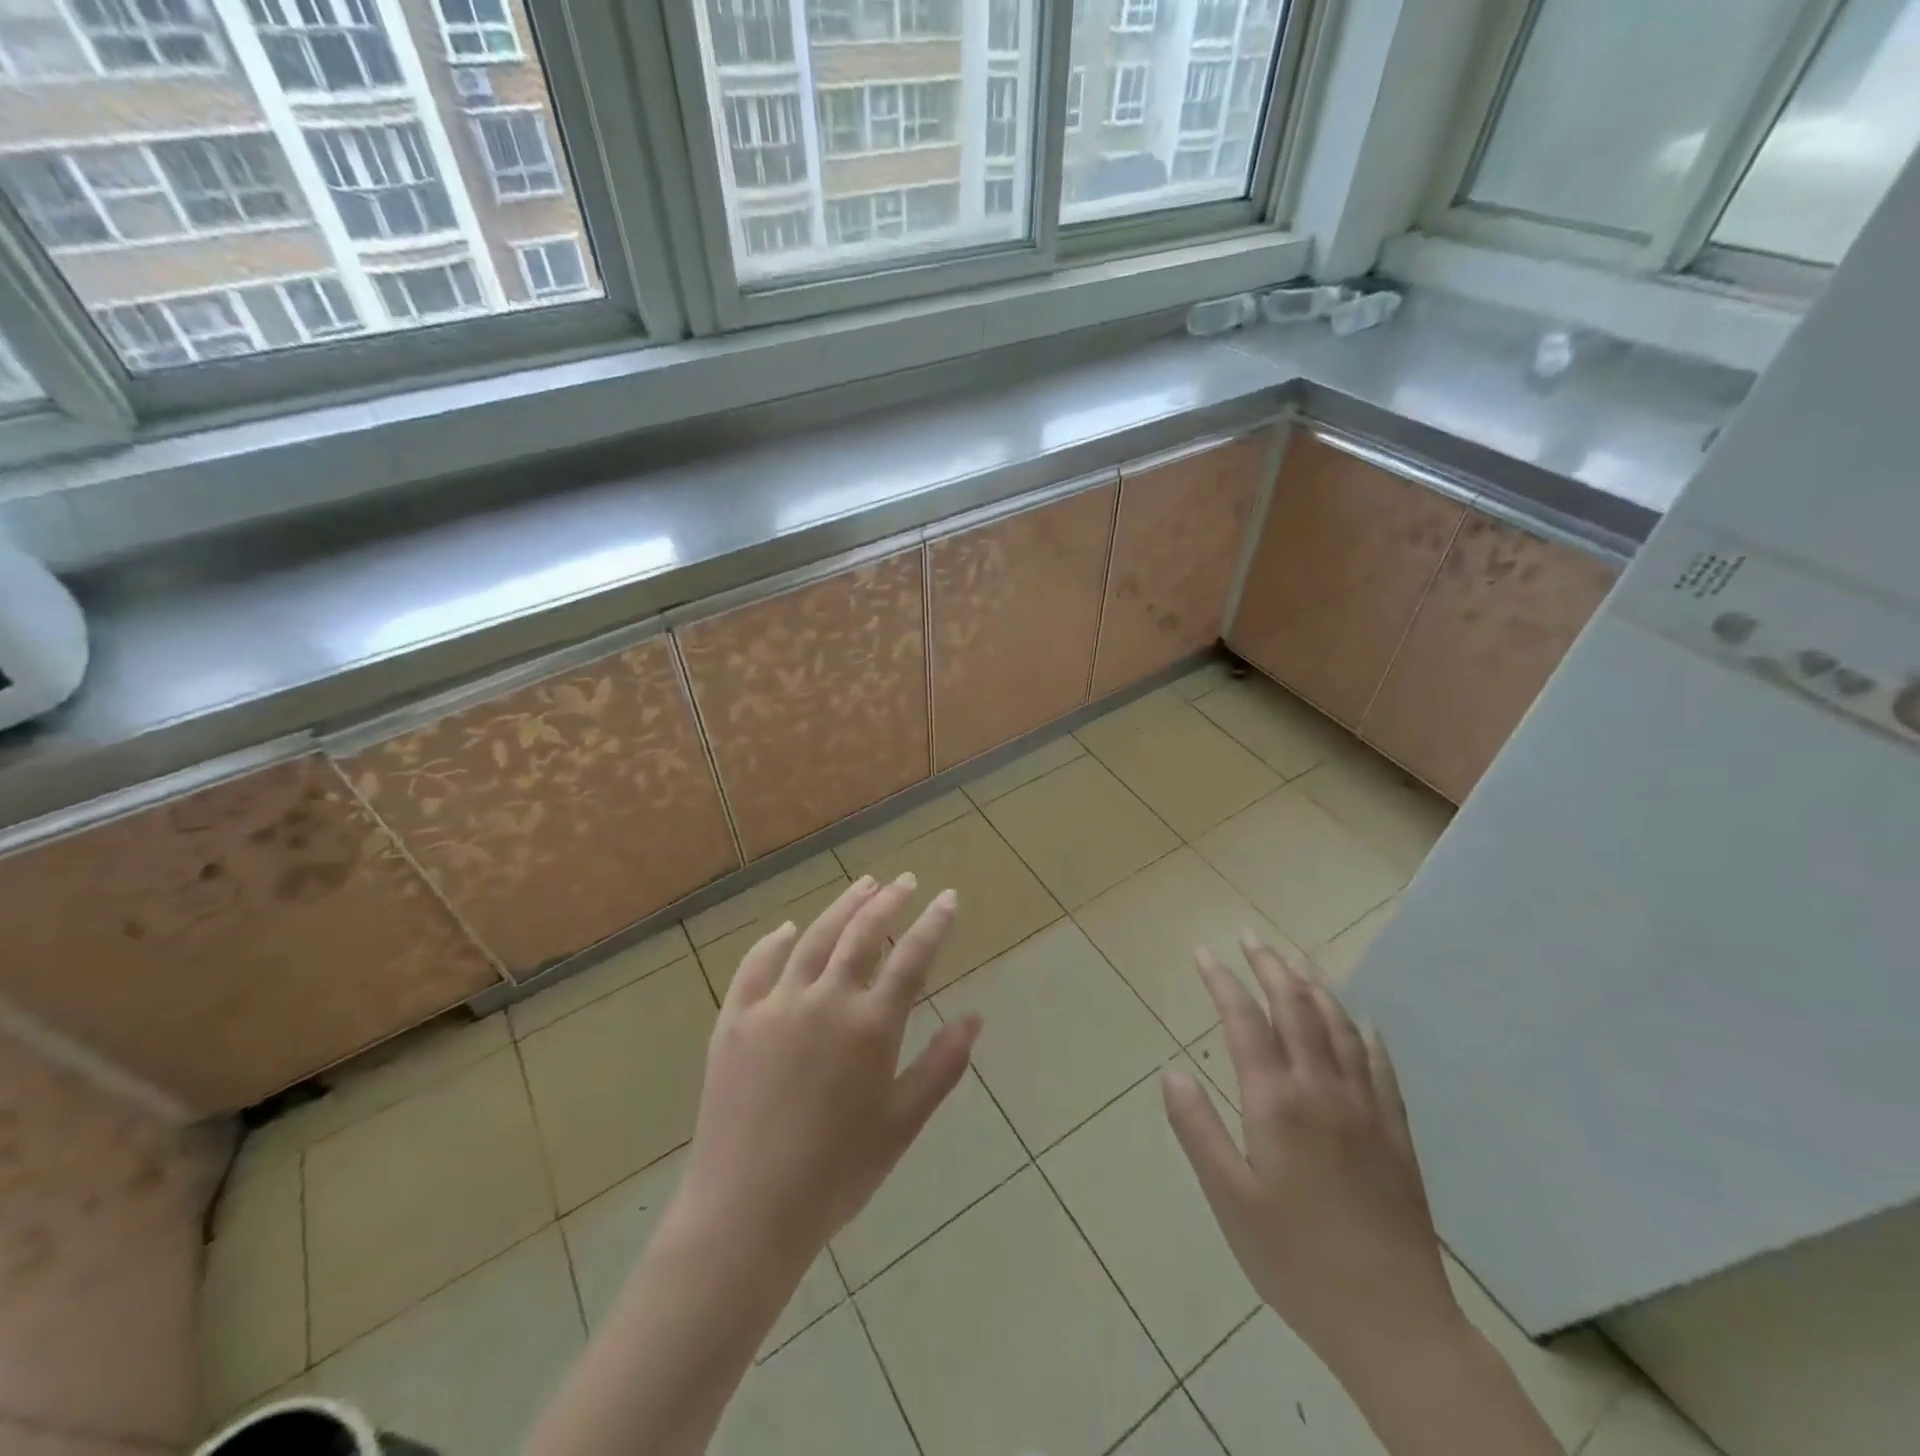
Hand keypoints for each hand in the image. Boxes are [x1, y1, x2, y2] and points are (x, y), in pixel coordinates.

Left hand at [677, 873, 981, 1266]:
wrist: (747, 1211)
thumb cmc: (837, 1174)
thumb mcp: (902, 1124)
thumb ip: (941, 1066)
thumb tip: (975, 1017)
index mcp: (871, 1026)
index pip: (912, 957)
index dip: (935, 923)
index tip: (948, 897)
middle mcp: (825, 1000)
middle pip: (862, 933)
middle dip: (889, 901)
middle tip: (905, 881)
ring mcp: (776, 1005)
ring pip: (814, 938)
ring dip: (842, 906)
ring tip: (863, 885)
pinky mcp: (735, 1019)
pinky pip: (756, 966)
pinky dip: (774, 941)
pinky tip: (787, 928)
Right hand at [1163, 935, 1465, 1381]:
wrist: (1395, 1324)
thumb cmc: (1297, 1261)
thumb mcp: (1230, 1200)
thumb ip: (1197, 1131)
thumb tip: (1171, 1073)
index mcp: (1276, 1103)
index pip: (1245, 1022)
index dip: (1222, 981)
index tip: (1204, 952)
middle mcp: (1323, 1091)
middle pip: (1296, 1008)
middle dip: (1270, 966)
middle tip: (1250, 936)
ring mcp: (1366, 1109)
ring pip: (1340, 1027)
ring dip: (1314, 987)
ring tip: (1296, 962)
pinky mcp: (1396, 1134)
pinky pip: (1381, 1067)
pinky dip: (1365, 1034)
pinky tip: (1362, 1022)